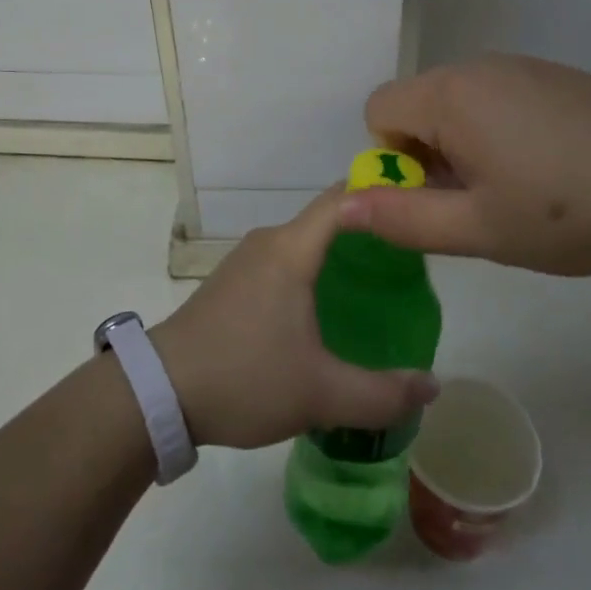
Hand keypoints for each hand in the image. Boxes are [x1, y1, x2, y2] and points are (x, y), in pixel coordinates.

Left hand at [150, 189, 439, 448]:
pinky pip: (284, 262)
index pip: (343, 199)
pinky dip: (314, 272)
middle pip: (328, 220)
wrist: (157, 392)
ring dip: (340, 256)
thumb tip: (433, 385)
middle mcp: (268, 242)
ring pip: (305, 244)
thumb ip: (382, 394)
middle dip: (369, 234)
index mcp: (291, 250)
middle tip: (412, 263)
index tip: (418, 208)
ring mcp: (245, 261)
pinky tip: (328, 310)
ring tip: (379, 287)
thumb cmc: (244, 377)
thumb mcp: (321, 394)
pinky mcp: (232, 283)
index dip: (381, 195)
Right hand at [339, 54, 590, 276]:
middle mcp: (477, 68)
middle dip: (428, 157)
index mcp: (449, 95)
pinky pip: (497, 101)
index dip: (392, 160)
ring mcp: (520, 68)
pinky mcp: (553, 78)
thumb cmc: (571, 209)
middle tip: (478, 205)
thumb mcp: (479, 229)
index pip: (378, 111)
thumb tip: (343, 208)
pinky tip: (549, 171)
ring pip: (459, 107)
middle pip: (418, 107)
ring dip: (465, 148)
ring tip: (517, 193)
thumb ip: (402, 219)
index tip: (437, 198)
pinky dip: (499, 135)